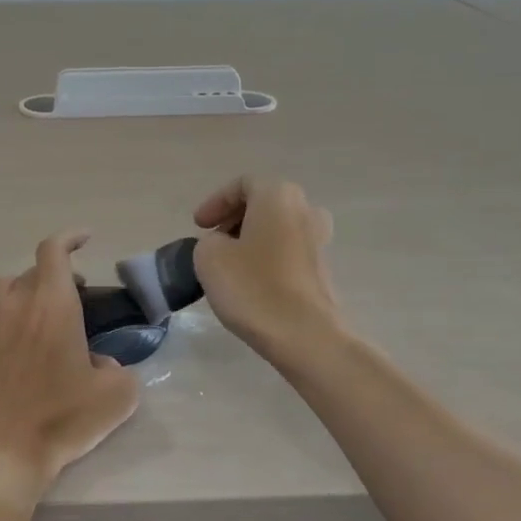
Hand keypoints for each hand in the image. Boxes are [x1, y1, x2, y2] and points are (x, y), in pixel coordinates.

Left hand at [0, 232, 140, 494]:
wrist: (2, 452)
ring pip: (3, 289)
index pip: (54, 251)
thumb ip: (119, 369)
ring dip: (24, 291)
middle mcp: (16, 307)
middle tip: (76, 294)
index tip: (85, 239)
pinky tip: (10, 338)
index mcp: (53, 306)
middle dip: (55, 273)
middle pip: (31, 270)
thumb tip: (102, 364)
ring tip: (40, 314)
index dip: (69, 238)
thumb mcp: (117, 396)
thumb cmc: (62, 418)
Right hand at [192, 177, 340, 362]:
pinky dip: (266, 258)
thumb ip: (209, 241)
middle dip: (234, 219)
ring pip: (277, 228)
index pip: (242, 185)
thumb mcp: (209, 257)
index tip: (198, 226)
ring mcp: (320, 240)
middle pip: (263, 204)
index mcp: (278, 196)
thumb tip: (224, 246)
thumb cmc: (253, 288)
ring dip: (250, 240)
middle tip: (211, 241)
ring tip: (228, 264)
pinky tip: (250, 282)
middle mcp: (305, 209)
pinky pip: (287, 252)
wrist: (304, 335)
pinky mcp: (322, 269)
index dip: (215, 202)